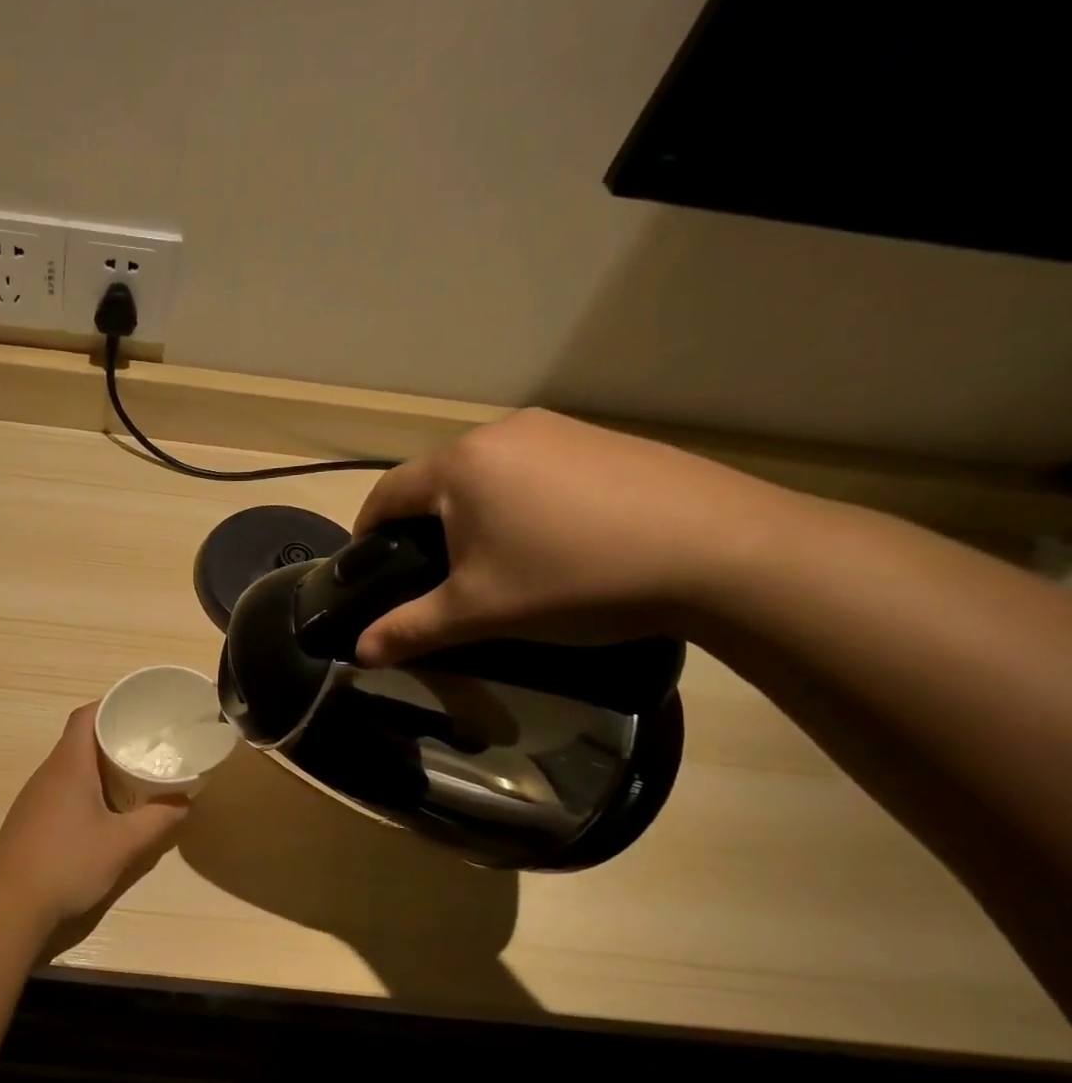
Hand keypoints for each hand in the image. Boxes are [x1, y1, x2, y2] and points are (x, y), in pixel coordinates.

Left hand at [0, 704, 189, 949]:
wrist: (10, 906)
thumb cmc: (69, 864)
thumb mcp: (123, 844)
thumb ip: (158, 820)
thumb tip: (185, 801)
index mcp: (69, 766)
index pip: (85, 716)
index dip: (110, 706)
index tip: (139, 711)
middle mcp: (47, 773)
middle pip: (79, 740)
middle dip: (112, 737)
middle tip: (146, 745)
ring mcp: (34, 797)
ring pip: (69, 767)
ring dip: (98, 766)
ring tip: (130, 775)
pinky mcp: (28, 819)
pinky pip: (60, 789)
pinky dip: (84, 788)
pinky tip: (102, 811)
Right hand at [352, 408, 793, 665]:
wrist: (723, 552)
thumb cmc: (574, 578)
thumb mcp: (480, 613)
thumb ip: (410, 629)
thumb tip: (359, 654)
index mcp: (460, 466)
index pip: (386, 493)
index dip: (367, 531)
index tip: (368, 567)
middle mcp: (502, 432)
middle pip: (437, 480)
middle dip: (423, 524)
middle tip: (435, 574)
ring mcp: (559, 428)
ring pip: (488, 473)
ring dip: (474, 511)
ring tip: (496, 559)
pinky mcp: (604, 439)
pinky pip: (536, 468)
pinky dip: (523, 500)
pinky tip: (554, 539)